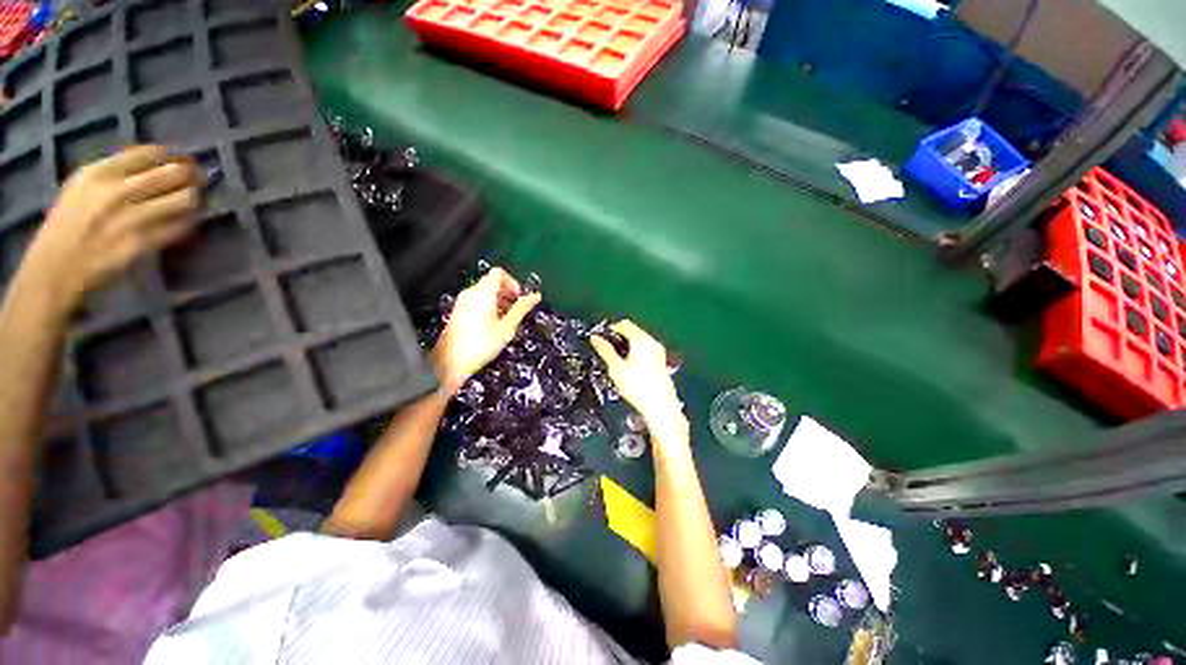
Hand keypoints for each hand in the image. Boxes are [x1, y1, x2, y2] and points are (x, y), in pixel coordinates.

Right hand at [18, 145, 201, 315]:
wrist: (55, 268)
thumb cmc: (70, 225)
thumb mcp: (84, 186)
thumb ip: (117, 173)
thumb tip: (159, 163)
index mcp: (99, 173)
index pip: (150, 153)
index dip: (172, 157)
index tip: (181, 161)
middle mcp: (115, 192)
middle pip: (173, 173)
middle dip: (192, 175)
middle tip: (199, 178)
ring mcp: (130, 219)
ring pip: (183, 199)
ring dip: (196, 197)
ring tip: (197, 199)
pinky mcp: (142, 244)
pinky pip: (179, 227)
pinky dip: (190, 221)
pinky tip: (191, 219)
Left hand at [431, 267, 540, 394]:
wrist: (451, 362)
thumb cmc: (479, 346)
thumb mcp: (507, 327)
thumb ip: (521, 309)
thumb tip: (535, 297)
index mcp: (483, 294)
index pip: (499, 273)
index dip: (513, 282)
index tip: (519, 297)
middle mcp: (471, 294)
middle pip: (492, 282)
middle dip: (508, 293)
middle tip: (516, 309)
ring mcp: (463, 302)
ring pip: (485, 292)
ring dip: (500, 301)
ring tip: (507, 319)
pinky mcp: (459, 311)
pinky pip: (477, 301)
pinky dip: (489, 307)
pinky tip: (494, 325)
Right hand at [590, 320, 684, 436]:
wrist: (660, 407)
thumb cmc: (637, 387)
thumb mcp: (615, 368)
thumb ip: (605, 350)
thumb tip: (595, 338)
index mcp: (641, 340)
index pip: (624, 324)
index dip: (610, 329)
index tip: (601, 340)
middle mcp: (652, 342)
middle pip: (633, 331)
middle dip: (619, 338)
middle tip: (607, 351)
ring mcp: (658, 352)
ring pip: (639, 341)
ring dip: (627, 346)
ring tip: (617, 361)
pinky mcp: (661, 362)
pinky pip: (645, 350)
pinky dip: (636, 353)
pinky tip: (630, 368)